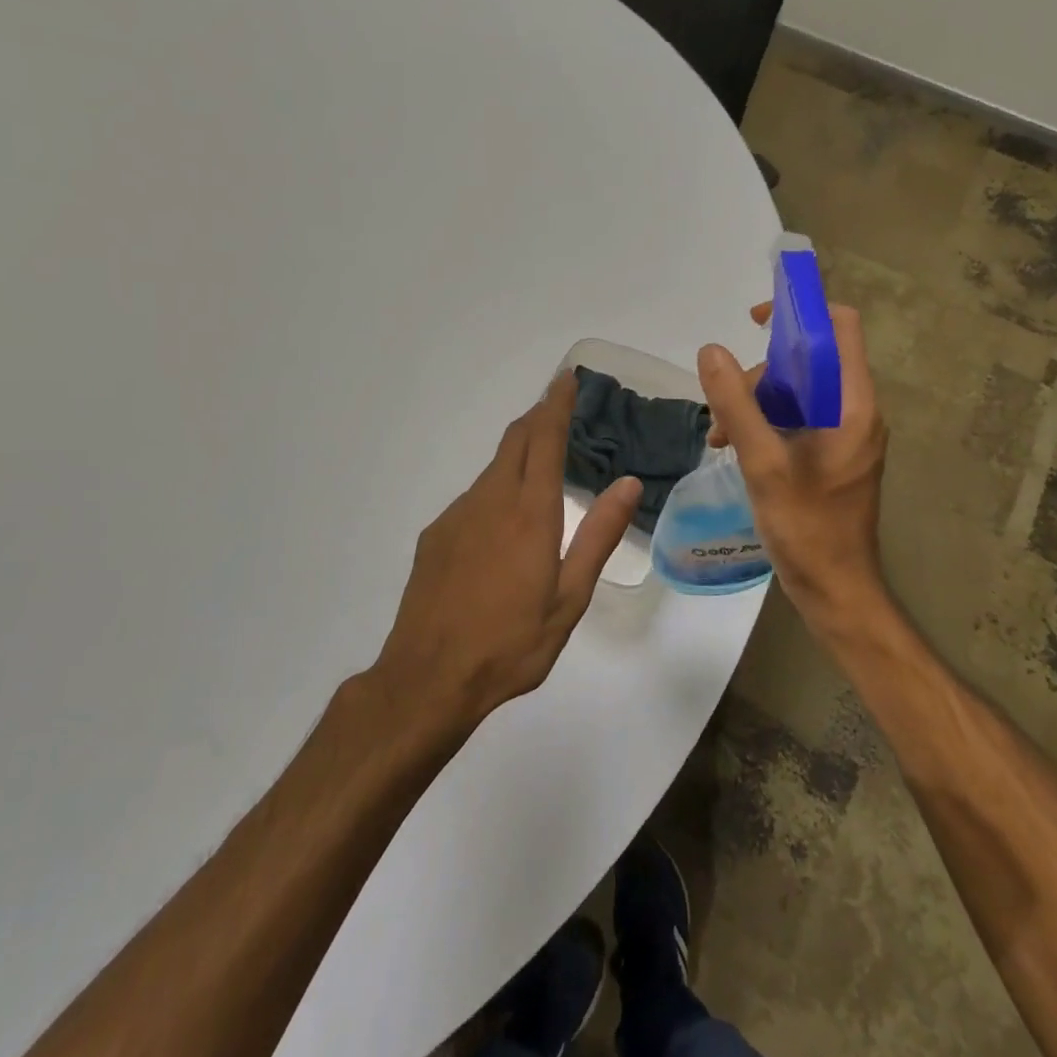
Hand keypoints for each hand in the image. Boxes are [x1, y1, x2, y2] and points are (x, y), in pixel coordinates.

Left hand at [369, 373, 640, 732]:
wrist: (428, 678)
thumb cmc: (511, 642)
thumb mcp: (570, 597)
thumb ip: (598, 536)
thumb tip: (628, 483)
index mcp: (529, 512)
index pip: (544, 438)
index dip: (556, 403)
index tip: (566, 378)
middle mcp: (490, 501)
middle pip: (514, 441)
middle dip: (537, 417)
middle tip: (560, 409)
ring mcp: (457, 516)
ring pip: (492, 469)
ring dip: (518, 455)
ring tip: (540, 468)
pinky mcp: (436, 536)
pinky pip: (473, 498)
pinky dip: (496, 490)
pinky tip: (503, 526)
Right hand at [697, 302, 889, 627]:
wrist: (835, 590)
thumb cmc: (807, 527)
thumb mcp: (763, 463)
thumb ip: (736, 405)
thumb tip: (710, 351)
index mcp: (853, 404)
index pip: (840, 327)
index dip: (801, 311)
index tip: (755, 322)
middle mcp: (855, 411)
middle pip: (809, 360)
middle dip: (761, 373)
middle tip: (726, 407)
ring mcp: (844, 435)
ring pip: (797, 392)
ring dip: (755, 402)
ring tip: (719, 435)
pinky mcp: (831, 456)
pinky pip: (797, 420)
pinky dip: (765, 424)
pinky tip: (733, 446)